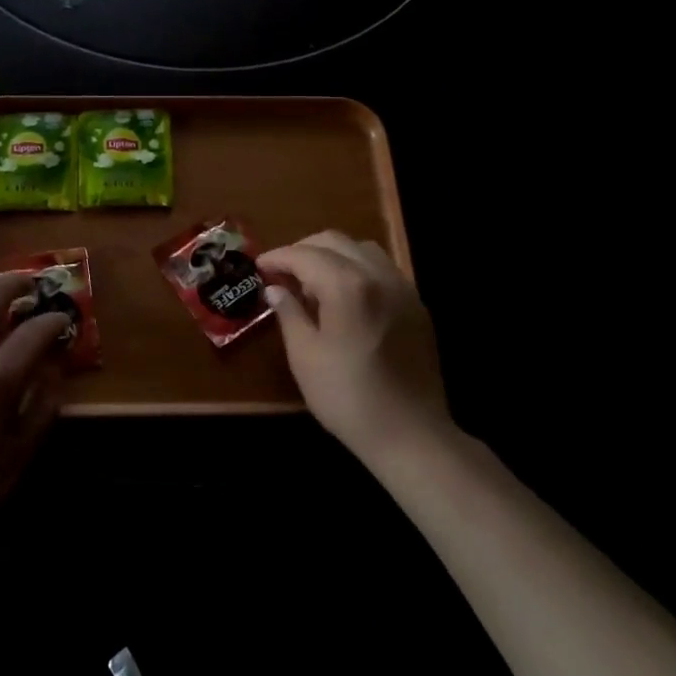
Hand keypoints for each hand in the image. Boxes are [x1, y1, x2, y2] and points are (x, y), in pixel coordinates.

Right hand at [259, 232, 449, 471]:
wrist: (410, 434)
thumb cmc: (347, 397)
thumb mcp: (304, 355)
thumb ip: (289, 313)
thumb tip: (275, 289)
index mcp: (347, 285)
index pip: (304, 254)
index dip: (278, 257)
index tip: (258, 266)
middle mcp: (378, 275)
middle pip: (334, 241)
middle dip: (303, 250)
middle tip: (282, 272)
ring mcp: (402, 288)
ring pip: (362, 250)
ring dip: (333, 255)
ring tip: (314, 283)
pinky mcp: (417, 306)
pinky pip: (383, 270)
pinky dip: (357, 269)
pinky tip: (345, 297)